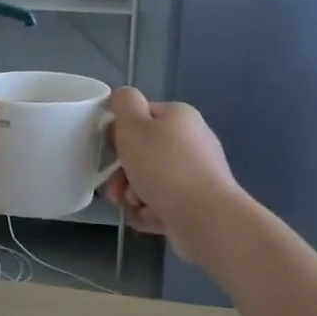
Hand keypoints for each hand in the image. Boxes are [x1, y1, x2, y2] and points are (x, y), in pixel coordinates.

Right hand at [100, 88, 241, 263]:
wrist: (204, 217)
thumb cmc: (163, 166)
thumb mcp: (133, 125)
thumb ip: (124, 103)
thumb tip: (123, 97)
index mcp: (179, 116)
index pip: (141, 115)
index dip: (121, 131)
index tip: (111, 149)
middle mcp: (192, 141)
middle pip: (144, 152)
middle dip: (123, 171)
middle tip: (115, 188)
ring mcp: (198, 174)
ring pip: (151, 180)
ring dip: (134, 193)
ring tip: (133, 205)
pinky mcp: (199, 203)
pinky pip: (164, 203)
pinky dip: (152, 210)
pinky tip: (148, 217)